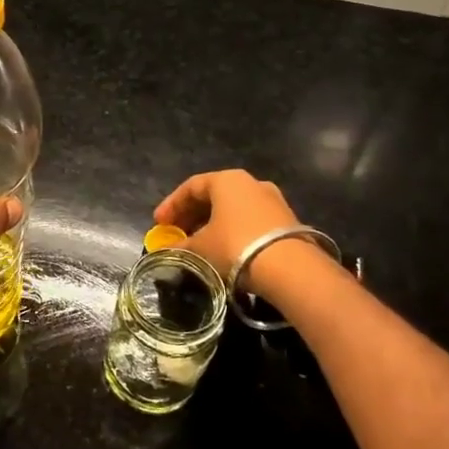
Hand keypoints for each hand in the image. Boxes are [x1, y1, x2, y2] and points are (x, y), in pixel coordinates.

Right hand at [152, 169, 299, 281]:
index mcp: (226, 180)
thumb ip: (180, 246)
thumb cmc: (235, 246)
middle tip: (176, 233)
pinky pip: (249, 220)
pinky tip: (224, 249)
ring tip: (198, 244)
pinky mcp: (286, 220)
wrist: (290, 268)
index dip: (171, 205)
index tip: (158, 224)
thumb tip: (165, 250)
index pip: (190, 187)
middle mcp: (250, 183)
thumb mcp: (200, 247)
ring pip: (232, 208)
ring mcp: (272, 200)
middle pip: (212, 195)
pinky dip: (231, 230)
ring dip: (211, 223)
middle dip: (191, 215)